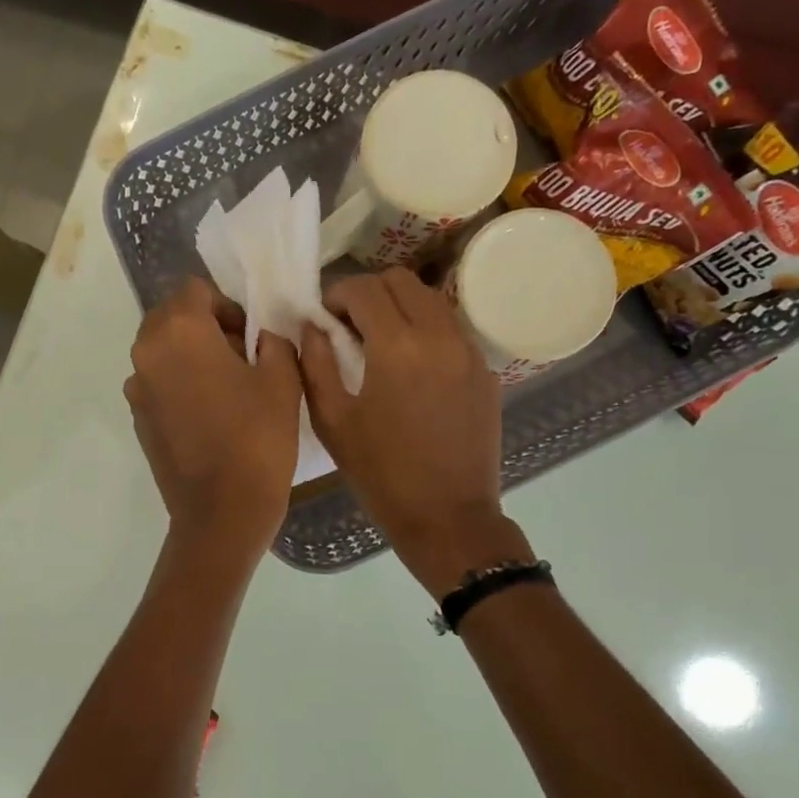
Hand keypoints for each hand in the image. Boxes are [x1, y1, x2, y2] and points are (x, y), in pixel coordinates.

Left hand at [124, 277, 302, 560]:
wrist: (222, 511)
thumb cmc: (257, 439)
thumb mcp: (283, 379)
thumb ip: (273, 340)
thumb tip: (261, 337)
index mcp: (179, 331)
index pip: (196, 291)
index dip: (227, 306)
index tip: (250, 337)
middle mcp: (146, 352)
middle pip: (172, 317)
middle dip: (204, 327)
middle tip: (240, 358)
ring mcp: (136, 388)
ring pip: (162, 351)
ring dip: (190, 356)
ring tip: (225, 389)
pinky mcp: (138, 419)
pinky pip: (157, 383)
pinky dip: (179, 385)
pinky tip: (208, 416)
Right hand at [300, 270, 530, 594]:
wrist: (448, 516)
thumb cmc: (381, 474)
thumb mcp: (332, 422)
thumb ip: (316, 364)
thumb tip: (313, 327)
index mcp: (396, 346)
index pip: (365, 289)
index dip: (337, 294)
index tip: (325, 317)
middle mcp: (439, 335)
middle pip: (403, 281)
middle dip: (370, 292)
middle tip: (350, 324)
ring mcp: (469, 351)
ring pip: (432, 300)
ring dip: (401, 307)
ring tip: (381, 341)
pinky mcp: (485, 371)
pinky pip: (452, 329)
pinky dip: (427, 330)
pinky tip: (412, 366)